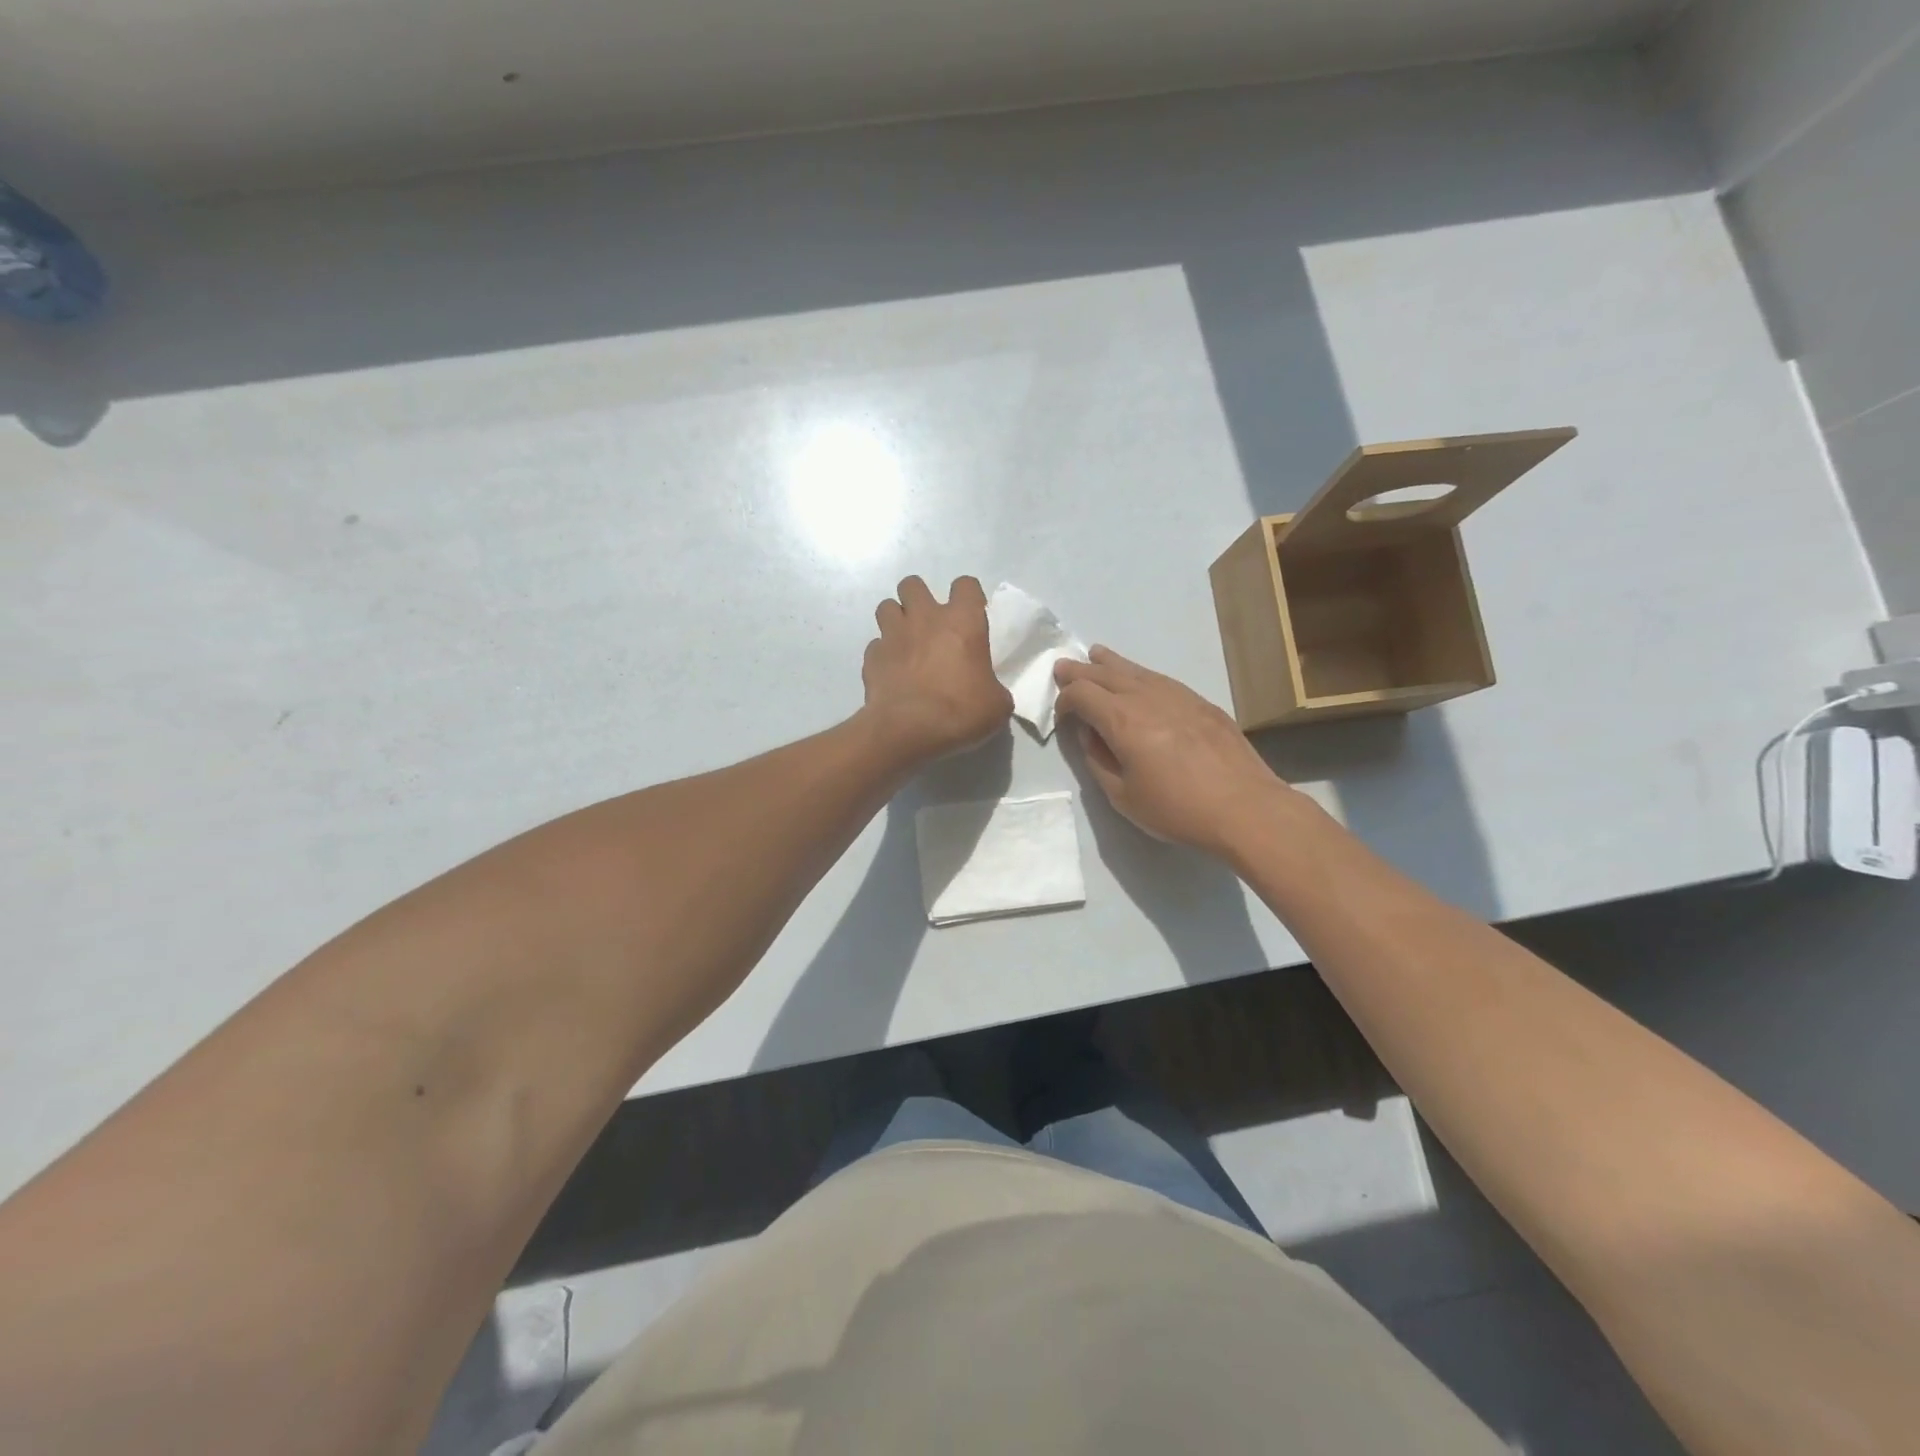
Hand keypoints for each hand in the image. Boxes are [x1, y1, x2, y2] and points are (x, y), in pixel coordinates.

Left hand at [862, 575, 1012, 765]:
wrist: (907, 730)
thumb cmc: (959, 712)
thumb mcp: (996, 705)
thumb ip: (993, 688)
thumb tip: (987, 691)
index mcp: (962, 622)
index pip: (966, 585)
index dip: (969, 597)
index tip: (971, 616)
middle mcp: (924, 618)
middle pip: (913, 584)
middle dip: (919, 598)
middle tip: (929, 625)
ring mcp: (893, 635)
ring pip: (887, 606)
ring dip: (896, 619)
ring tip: (906, 642)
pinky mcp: (872, 657)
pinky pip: (876, 645)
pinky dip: (883, 654)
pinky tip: (891, 672)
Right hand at [1053, 646, 1293, 856]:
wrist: (1244, 807)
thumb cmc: (1177, 809)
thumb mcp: (1122, 796)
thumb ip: (1097, 760)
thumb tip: (1089, 734)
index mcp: (1121, 720)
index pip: (1081, 693)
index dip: (1064, 700)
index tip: (1062, 717)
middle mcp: (1146, 697)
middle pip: (1104, 673)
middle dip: (1079, 671)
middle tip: (1062, 668)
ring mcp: (1177, 694)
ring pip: (1134, 669)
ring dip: (1109, 663)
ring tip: (1095, 655)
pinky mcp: (1200, 701)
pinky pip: (1159, 678)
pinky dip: (1139, 674)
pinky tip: (1139, 679)